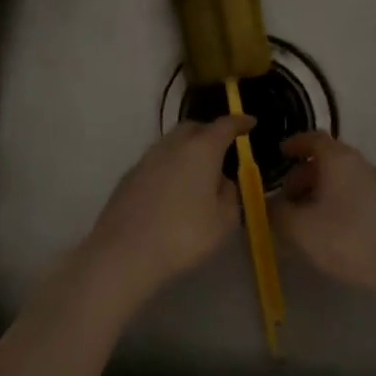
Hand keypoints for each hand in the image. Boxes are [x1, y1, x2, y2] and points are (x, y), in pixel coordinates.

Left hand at [81, 115, 251, 305]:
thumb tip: (223, 181)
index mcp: (202, 149)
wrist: (124, 253)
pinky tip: (173, 190)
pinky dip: (170, 166)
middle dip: (210, 133)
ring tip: (198, 172)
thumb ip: (230, 195)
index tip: (250, 123)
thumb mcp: (223, 221)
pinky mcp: (130, 175)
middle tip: (223, 149)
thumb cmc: (183, 235)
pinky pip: (157, 161)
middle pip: (194, 127)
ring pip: (173, 142)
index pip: (225, 125)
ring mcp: (147, 157)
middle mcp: (173, 144)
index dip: (240, 122)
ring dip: (188, 149)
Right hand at [273, 132, 375, 293]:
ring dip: (323, 191)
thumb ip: (277, 214)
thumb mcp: (301, 229)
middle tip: (288, 200)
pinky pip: (360, 194)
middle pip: (328, 159)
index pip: (313, 138)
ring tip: (309, 219)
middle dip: (304, 176)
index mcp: (339, 158)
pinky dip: (342, 202)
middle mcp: (363, 163)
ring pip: (345, 178)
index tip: (280, 154)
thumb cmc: (349, 240)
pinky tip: (336, 230)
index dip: (294, 144)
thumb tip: (268, 205)